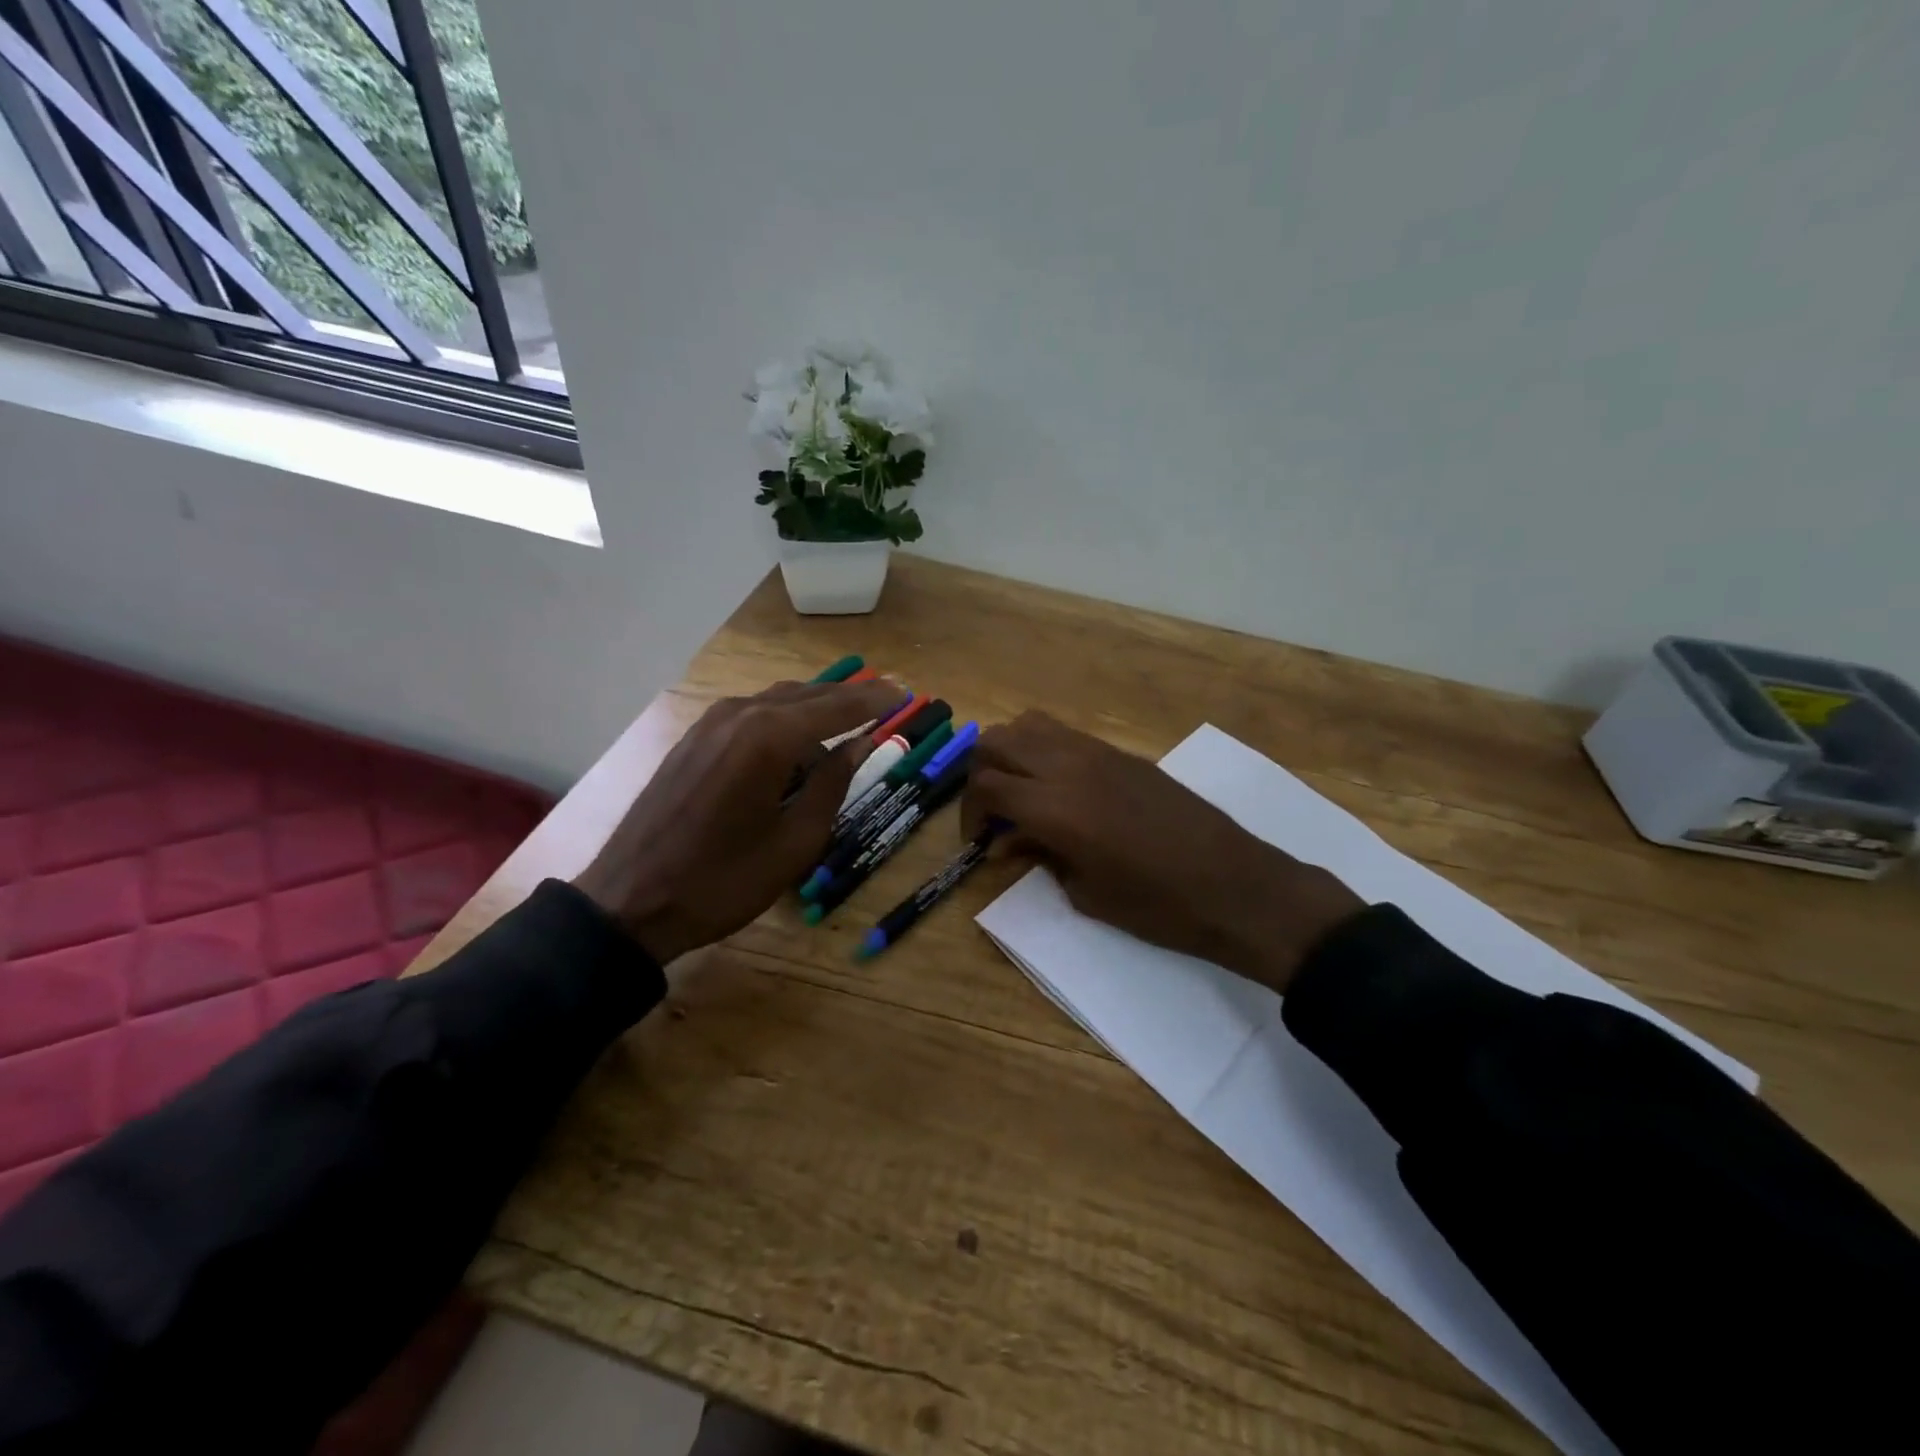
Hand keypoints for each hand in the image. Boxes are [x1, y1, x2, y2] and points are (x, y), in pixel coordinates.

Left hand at [576, 679, 900, 962]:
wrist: (630, 899)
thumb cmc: (723, 880)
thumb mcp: (795, 842)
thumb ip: (833, 784)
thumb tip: (860, 745)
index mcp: (769, 737)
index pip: (837, 706)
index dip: (875, 700)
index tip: (906, 694)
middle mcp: (741, 714)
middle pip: (808, 694)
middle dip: (850, 696)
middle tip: (888, 698)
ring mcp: (711, 722)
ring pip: (778, 699)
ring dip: (817, 705)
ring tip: (851, 717)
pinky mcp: (694, 737)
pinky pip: (752, 713)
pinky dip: (784, 716)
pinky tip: (798, 737)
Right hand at [962, 712, 1362, 993]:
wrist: (1233, 885)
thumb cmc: (1157, 905)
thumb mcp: (1086, 893)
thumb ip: (1041, 858)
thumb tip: (1012, 842)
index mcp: (1054, 807)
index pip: (986, 785)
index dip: (970, 812)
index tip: (980, 840)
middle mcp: (1068, 766)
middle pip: (997, 741)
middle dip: (981, 773)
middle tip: (993, 812)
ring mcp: (1097, 753)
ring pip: (1030, 725)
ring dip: (1011, 753)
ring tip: (1021, 792)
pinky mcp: (1122, 753)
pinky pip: (1065, 734)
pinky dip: (1045, 751)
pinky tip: (1059, 788)